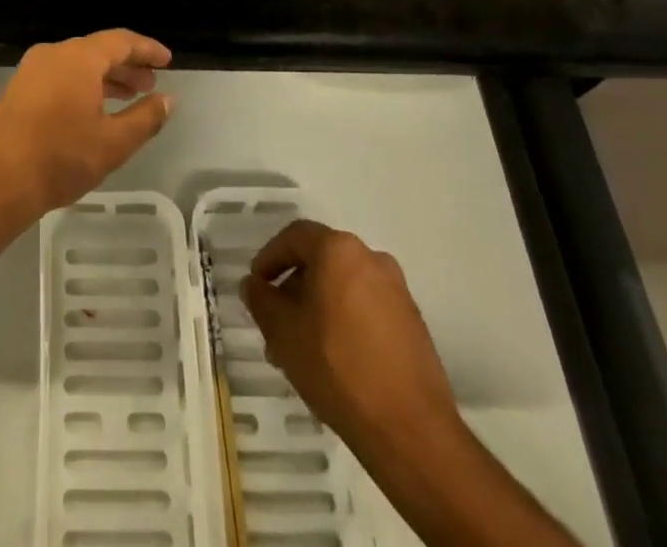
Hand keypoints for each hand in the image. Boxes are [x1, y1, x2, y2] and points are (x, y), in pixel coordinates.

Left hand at [0, 29, 172, 228]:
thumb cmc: (61, 157)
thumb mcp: (113, 142)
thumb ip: (146, 117)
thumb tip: (169, 99)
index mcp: (79, 57)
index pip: (121, 41)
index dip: (147, 49)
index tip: (167, 61)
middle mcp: (54, 53)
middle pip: (98, 50)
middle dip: (127, 66)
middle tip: (150, 85)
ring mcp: (31, 69)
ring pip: (77, 64)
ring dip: (105, 78)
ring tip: (127, 99)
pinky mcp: (18, 88)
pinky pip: (59, 76)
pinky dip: (82, 86)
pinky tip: (92, 110)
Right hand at [242, 220, 458, 460]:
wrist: (411, 430)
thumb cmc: (337, 368)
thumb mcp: (283, 333)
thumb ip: (262, 301)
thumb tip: (253, 285)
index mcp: (339, 250)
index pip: (295, 236)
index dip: (270, 257)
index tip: (257, 285)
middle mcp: (371, 259)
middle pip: (321, 261)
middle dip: (294, 289)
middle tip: (276, 323)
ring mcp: (397, 291)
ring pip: (344, 287)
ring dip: (318, 308)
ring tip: (302, 349)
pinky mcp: (413, 323)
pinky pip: (367, 308)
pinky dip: (345, 321)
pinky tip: (334, 359)